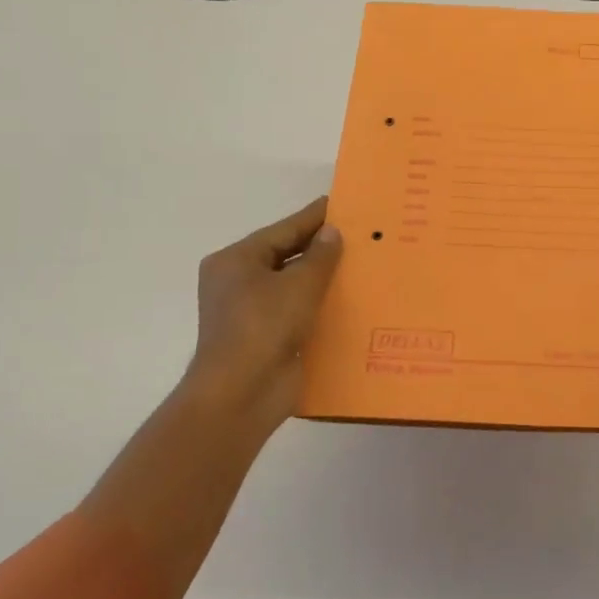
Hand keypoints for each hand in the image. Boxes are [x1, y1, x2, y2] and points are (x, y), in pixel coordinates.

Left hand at [182, 197, 342, 439]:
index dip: (315, 217)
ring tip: (362, 264)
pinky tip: (349, 301)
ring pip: (292, 285)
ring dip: (322, 278)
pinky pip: (296, 312)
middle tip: (359, 233)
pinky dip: (318, 305)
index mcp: (236, 260)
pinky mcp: (265, 338)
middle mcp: (238, 282)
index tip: (343, 203)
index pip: (283, 230)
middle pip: (286, 255)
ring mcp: (250, 312)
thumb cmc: (264, 327)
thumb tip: (331, 232)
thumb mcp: (299, 284)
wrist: (241, 395)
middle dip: (321, 248)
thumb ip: (320, 256)